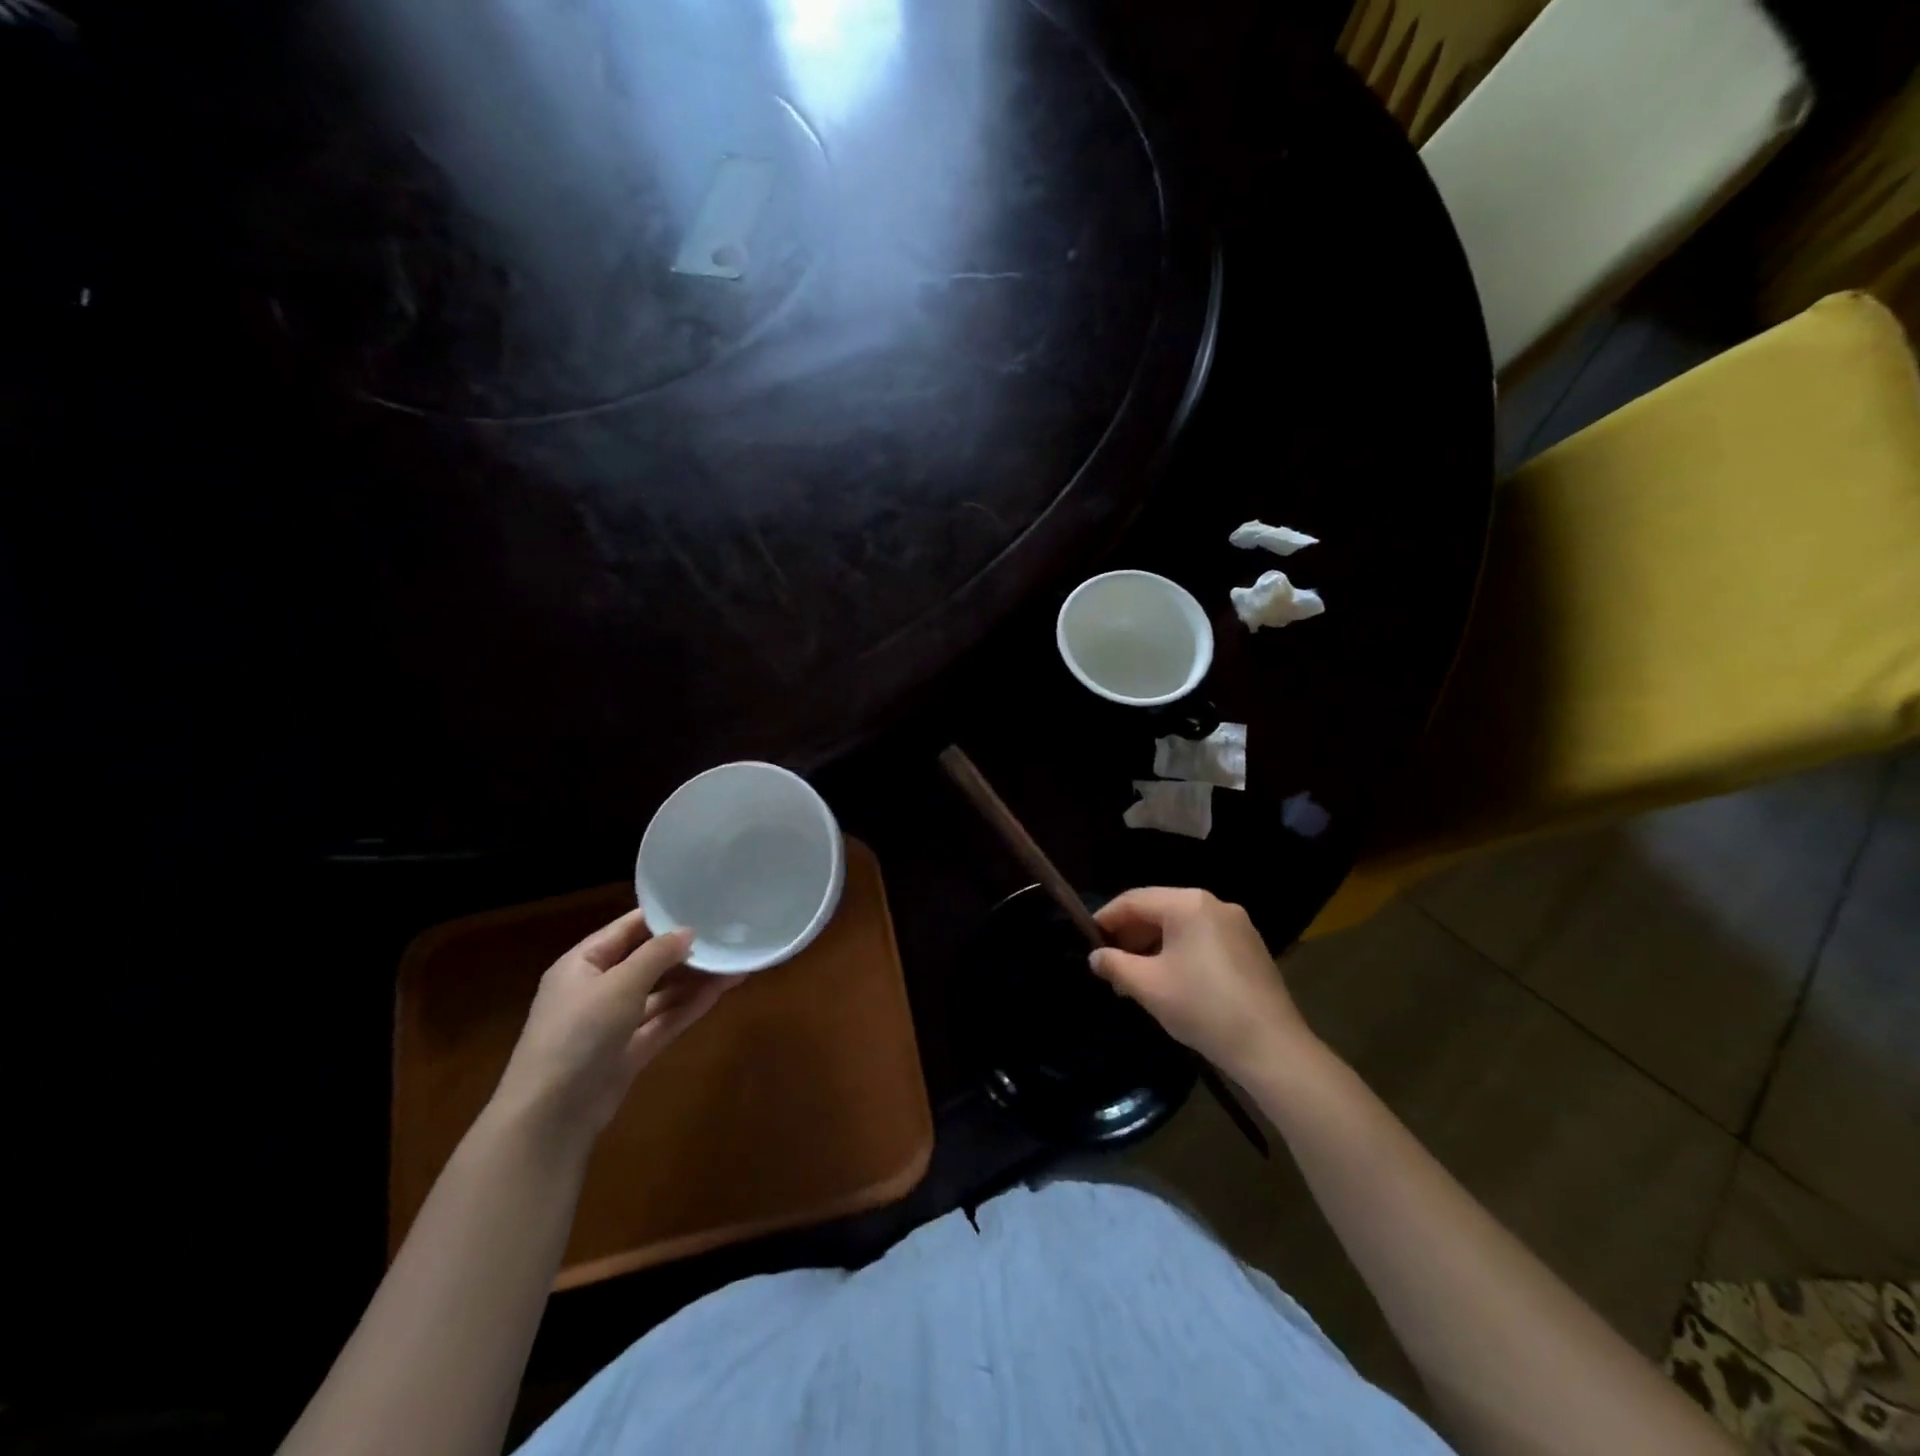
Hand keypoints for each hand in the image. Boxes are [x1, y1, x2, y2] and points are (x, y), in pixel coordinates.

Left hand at [490, 910, 741, 1145]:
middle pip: (646, 961)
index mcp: (582, 964)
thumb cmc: (578, 1033)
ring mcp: (614, 1023)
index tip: (700, 904)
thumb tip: (688, 930)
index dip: (661, 917)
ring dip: (694, 979)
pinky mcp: (630, 1051)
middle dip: (684, 950)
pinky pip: (664, 1020)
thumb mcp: (618, 985)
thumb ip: (656, 954)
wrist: (550, 1117)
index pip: (626, 929)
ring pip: (660, 993)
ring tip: (733, 961)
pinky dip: (690, 1006)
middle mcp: (597, 989)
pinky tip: (721, 990)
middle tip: (725, 934)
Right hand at [1090, 887, 1310, 1079]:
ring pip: (1181, 926)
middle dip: (1131, 935)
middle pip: (1159, 910)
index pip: (1134, 900)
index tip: (1087, 940)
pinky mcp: (1250, 947)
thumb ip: (1115, 965)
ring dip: (1153, 946)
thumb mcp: (1148, 986)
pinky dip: (1180, 952)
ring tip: (1135, 977)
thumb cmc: (1202, 1008)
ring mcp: (1237, 925)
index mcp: (1188, 904)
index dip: (1106, 918)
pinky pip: (1203, 938)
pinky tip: (1170, 980)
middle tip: (1110, 963)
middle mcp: (1214, 904)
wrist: (1271, 1047)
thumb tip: (1096, 957)